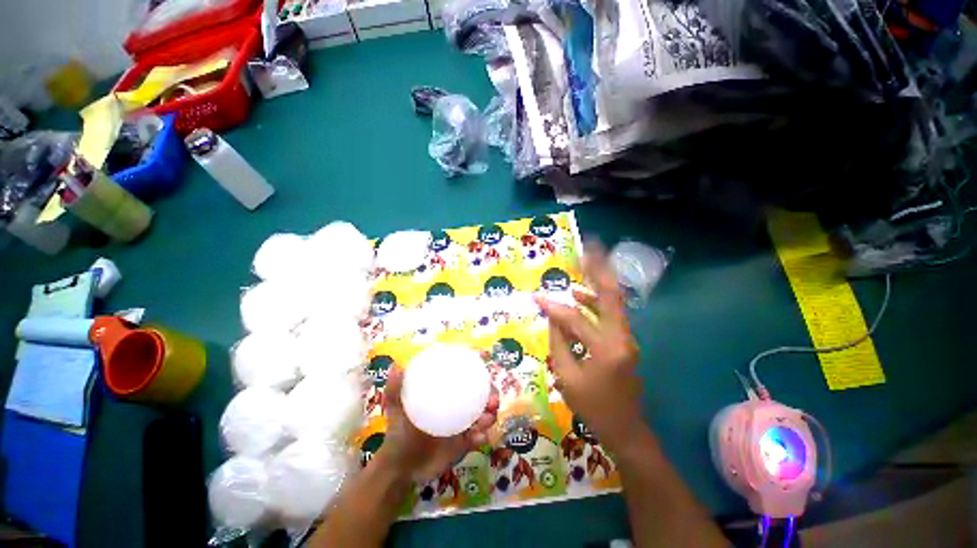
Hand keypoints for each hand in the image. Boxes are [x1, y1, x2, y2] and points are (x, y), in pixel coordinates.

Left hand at [377, 366, 498, 482]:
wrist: (400, 468)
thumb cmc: (398, 432)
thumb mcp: (395, 408)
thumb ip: (394, 389)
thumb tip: (395, 365)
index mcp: (445, 393)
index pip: (464, 376)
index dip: (477, 367)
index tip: (485, 360)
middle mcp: (457, 405)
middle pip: (481, 394)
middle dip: (491, 393)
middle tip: (492, 398)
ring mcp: (462, 424)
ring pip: (484, 415)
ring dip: (490, 414)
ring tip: (487, 418)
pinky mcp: (464, 444)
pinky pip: (478, 438)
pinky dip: (483, 437)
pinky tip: (480, 438)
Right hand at [535, 242, 642, 452]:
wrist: (626, 429)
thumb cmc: (593, 407)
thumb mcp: (567, 376)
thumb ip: (558, 341)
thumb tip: (551, 315)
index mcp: (606, 348)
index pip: (575, 318)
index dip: (553, 307)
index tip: (536, 297)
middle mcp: (622, 336)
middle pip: (611, 294)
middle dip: (599, 268)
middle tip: (589, 247)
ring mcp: (626, 337)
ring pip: (613, 301)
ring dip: (597, 281)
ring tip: (583, 263)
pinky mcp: (624, 340)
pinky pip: (609, 313)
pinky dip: (595, 301)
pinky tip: (580, 295)